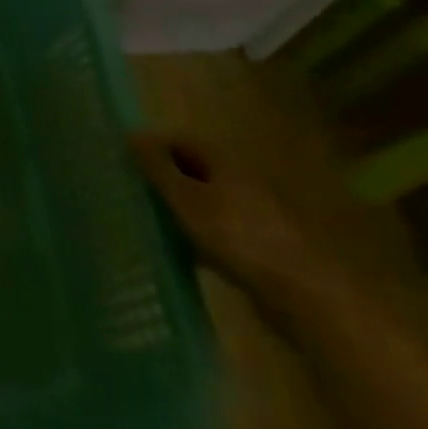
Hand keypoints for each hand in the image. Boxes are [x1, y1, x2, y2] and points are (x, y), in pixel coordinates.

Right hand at [131, 131, 344, 317]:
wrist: (303, 294)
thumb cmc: (237, 236)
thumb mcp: (186, 199)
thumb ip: (158, 167)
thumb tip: (132, 133)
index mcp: (224, 162)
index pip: (180, 140)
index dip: (152, 147)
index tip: (124, 163)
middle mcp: (241, 180)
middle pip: (195, 170)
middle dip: (165, 178)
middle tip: (133, 192)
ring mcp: (255, 215)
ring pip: (208, 202)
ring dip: (182, 209)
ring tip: (152, 222)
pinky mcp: (262, 247)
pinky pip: (221, 231)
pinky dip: (201, 236)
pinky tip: (186, 252)